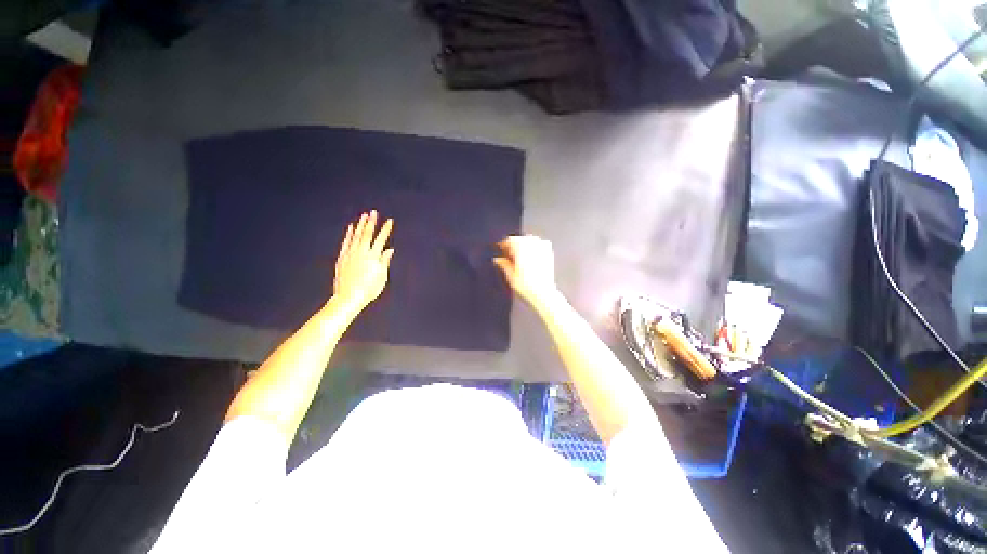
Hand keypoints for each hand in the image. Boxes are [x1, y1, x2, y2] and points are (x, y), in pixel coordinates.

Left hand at [332, 210, 393, 313]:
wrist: (349, 297)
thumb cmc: (369, 289)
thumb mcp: (381, 277)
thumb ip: (384, 261)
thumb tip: (389, 249)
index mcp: (373, 257)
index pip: (381, 240)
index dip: (385, 230)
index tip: (389, 221)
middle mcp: (362, 253)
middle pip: (367, 235)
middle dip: (372, 223)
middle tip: (374, 212)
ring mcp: (350, 254)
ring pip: (356, 236)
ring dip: (361, 225)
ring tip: (364, 216)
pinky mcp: (342, 258)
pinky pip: (346, 242)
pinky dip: (349, 234)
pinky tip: (351, 228)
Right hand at [494, 235, 559, 307]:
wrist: (543, 293)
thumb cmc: (527, 286)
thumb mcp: (510, 276)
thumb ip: (503, 264)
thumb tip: (497, 259)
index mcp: (521, 247)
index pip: (509, 240)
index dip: (503, 245)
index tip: (500, 250)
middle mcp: (532, 244)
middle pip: (520, 239)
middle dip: (514, 246)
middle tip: (508, 256)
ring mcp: (542, 247)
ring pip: (530, 241)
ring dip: (524, 246)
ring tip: (519, 258)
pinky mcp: (549, 253)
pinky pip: (540, 245)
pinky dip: (534, 249)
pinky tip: (530, 258)